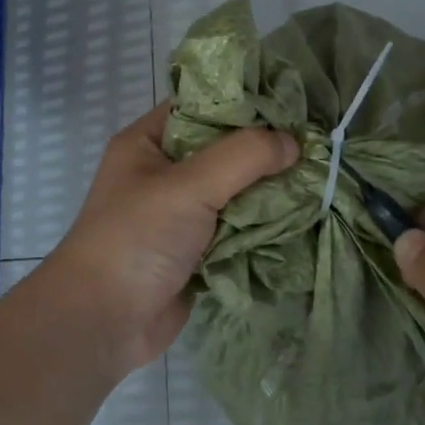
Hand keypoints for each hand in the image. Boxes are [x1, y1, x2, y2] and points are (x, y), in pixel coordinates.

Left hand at [50, 102, 298, 378]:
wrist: (103, 322)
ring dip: (270, 192)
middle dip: (266, 151)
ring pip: (235, 192)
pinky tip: (304, 217)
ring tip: (321, 178)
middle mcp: (163, 173)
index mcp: (148, 142)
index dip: (245, 102)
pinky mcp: (196, 251)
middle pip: (224, 150)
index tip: (295, 102)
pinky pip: (238, 229)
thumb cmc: (137, 238)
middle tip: (318, 143)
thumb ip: (244, 156)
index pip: (202, 105)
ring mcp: (180, 214)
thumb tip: (292, 142)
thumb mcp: (188, 185)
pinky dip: (264, 227)